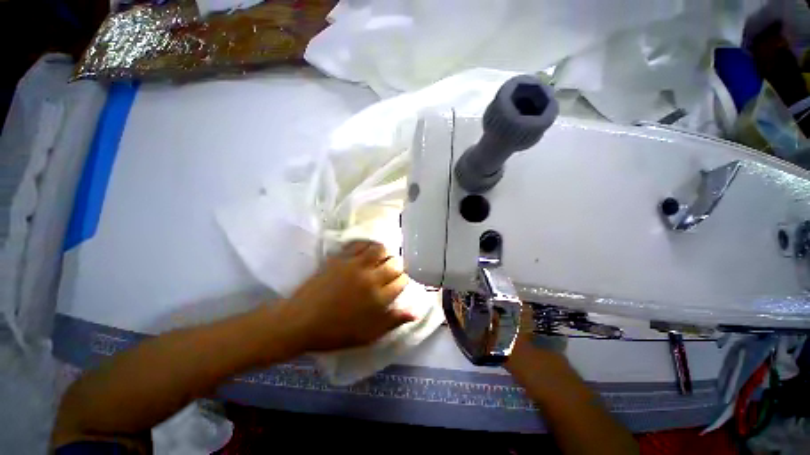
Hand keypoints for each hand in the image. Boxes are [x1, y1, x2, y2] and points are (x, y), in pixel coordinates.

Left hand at [284, 241, 415, 351]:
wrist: (301, 321)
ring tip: (381, 259)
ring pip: (381, 249)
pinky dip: (368, 246)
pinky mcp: (341, 258)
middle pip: (395, 263)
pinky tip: (366, 252)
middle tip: (391, 271)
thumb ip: (394, 322)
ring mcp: (355, 266)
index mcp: (379, 299)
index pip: (402, 280)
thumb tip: (416, 312)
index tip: (398, 283)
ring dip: (385, 253)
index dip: (403, 280)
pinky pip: (360, 244)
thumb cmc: (336, 332)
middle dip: (397, 266)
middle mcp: (371, 278)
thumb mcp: (369, 335)